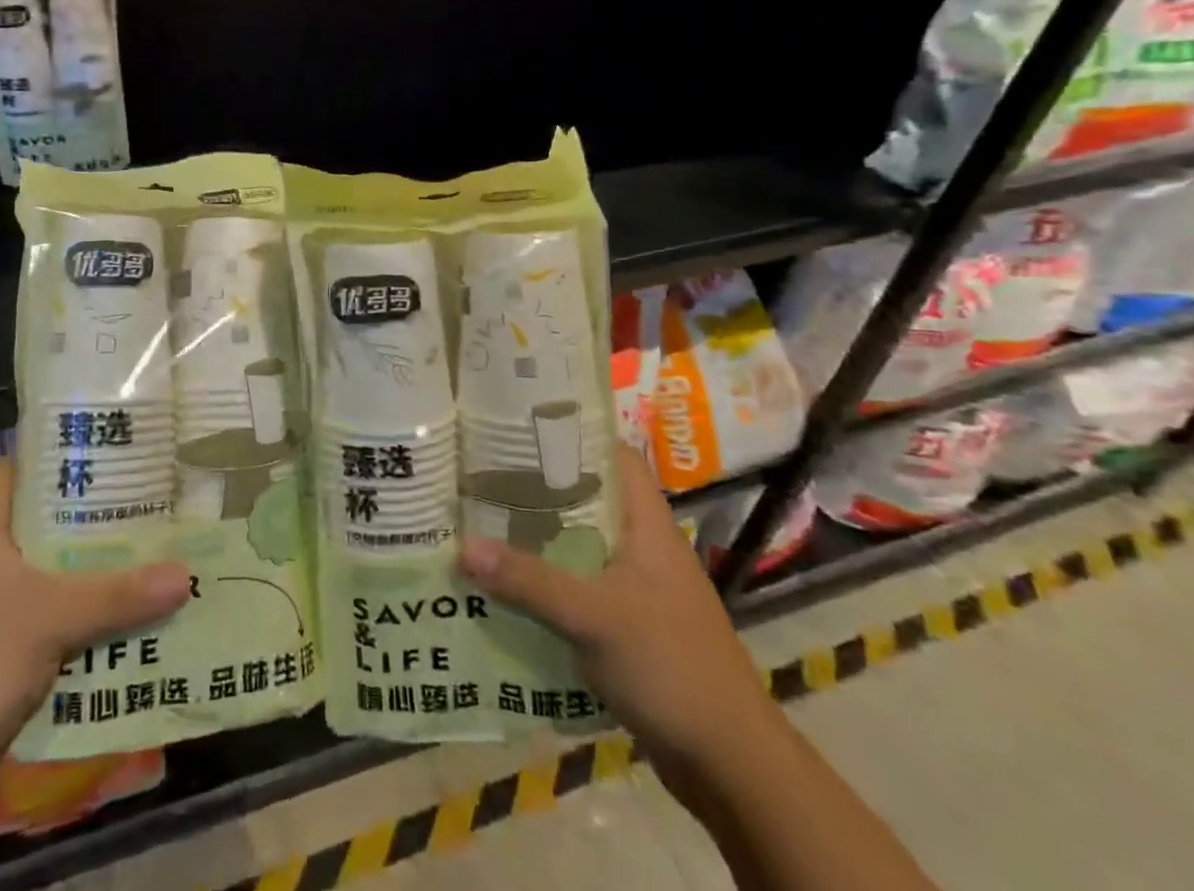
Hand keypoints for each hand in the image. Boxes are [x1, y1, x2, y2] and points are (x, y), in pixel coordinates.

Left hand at [0, 458, 192, 835]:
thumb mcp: (50, 617)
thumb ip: (118, 595)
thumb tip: (186, 574)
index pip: (11, 472)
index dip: (50, 456)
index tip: (102, 451)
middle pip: (44, 525)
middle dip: (94, 518)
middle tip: (149, 502)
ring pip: (55, 577)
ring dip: (98, 574)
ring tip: (155, 554)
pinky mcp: (4, 656)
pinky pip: (57, 623)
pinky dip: (89, 621)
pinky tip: (133, 617)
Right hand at [459, 446, 773, 766]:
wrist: (731, 766)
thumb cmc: (671, 667)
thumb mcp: (594, 617)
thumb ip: (529, 581)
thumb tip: (462, 547)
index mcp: (648, 526)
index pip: (616, 457)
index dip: (576, 435)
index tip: (524, 427)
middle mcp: (644, 548)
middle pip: (589, 499)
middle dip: (540, 487)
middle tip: (486, 473)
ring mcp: (639, 589)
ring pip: (581, 545)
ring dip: (540, 538)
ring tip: (485, 521)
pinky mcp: (630, 627)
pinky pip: (580, 587)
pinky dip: (548, 582)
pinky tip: (508, 585)